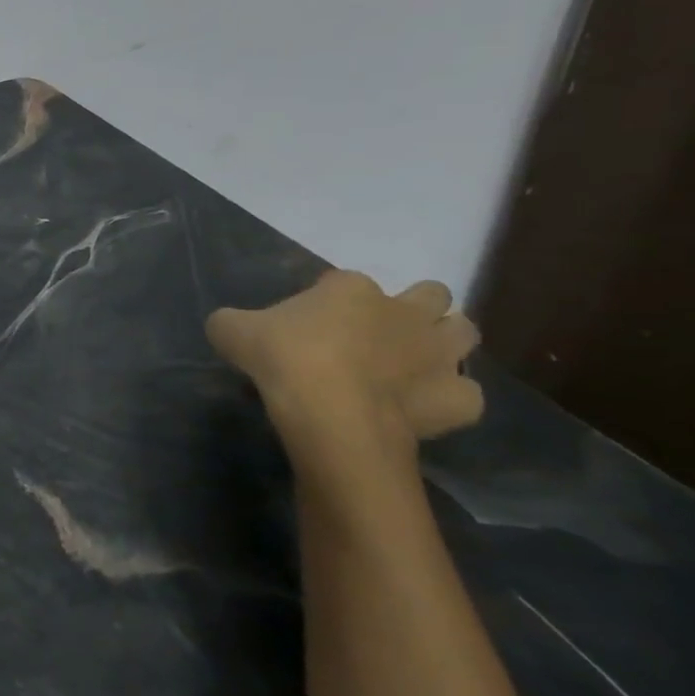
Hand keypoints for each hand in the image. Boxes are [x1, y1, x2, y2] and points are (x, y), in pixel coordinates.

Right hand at [207, 270, 482, 483]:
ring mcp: (438, 354)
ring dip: (444, 343)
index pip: (345, 281)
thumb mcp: (230, 331)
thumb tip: (228, 326)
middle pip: (430, 294)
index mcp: (350, 288)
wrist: (330, 413)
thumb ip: (231, 322)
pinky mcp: (457, 398)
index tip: (310, 323)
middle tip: (378, 334)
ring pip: (464, 332)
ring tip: (411, 364)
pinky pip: (466, 394)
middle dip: (414, 308)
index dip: (330, 299)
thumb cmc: (283, 360)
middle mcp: (404, 311)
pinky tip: (422, 407)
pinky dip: (449, 398)